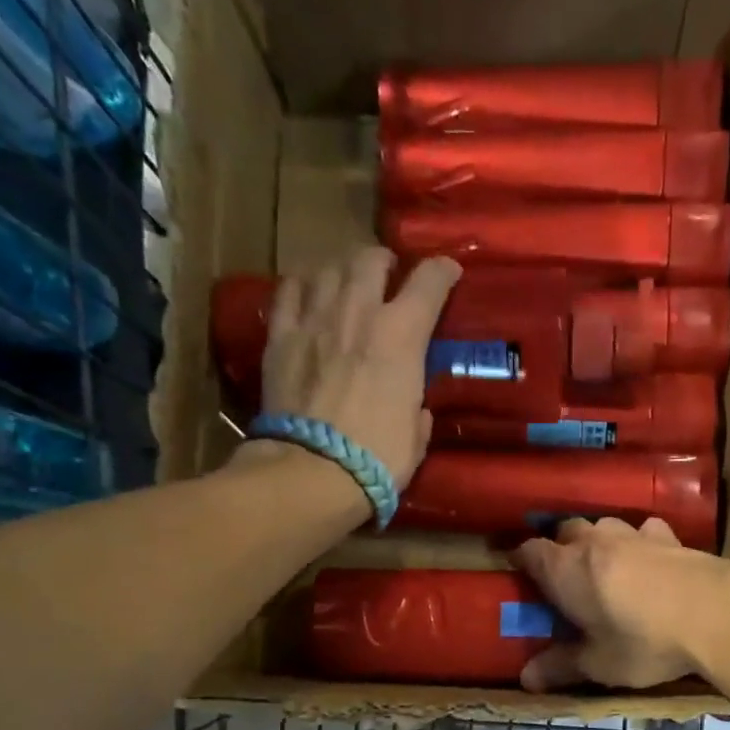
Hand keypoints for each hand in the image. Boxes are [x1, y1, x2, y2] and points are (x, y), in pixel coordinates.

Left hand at [260, 247, 460, 489]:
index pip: (429, 282)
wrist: (314, 470)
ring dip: (342, 270)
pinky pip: (288, 291)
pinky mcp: (280, 336)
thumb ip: (417, 411)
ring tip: (346, 282)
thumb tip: (416, 409)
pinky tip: (306, 293)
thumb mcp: (416, 437)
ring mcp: (314, 319)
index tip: (449, 272)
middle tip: (388, 274)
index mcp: (401, 335)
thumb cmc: (378, 459)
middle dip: (384, 261)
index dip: (443, 272)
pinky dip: (301, 286)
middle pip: (370, 259)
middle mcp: (359, 312)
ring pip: (328, 267)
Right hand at [510, 517, 729, 691]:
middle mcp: (593, 541)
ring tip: (605, 568)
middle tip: (564, 578)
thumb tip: (525, 679)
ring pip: (603, 526)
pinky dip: (639, 542)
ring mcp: (632, 534)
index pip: (529, 551)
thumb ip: (561, 667)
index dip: (521, 560)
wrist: (715, 612)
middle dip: (560, 549)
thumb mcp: (599, 663)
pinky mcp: (669, 536)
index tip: (520, 574)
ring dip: (598, 542)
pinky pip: (644, 531)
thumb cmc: (644, 641)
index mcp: (564, 569)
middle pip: (565, 531)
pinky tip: (649, 560)